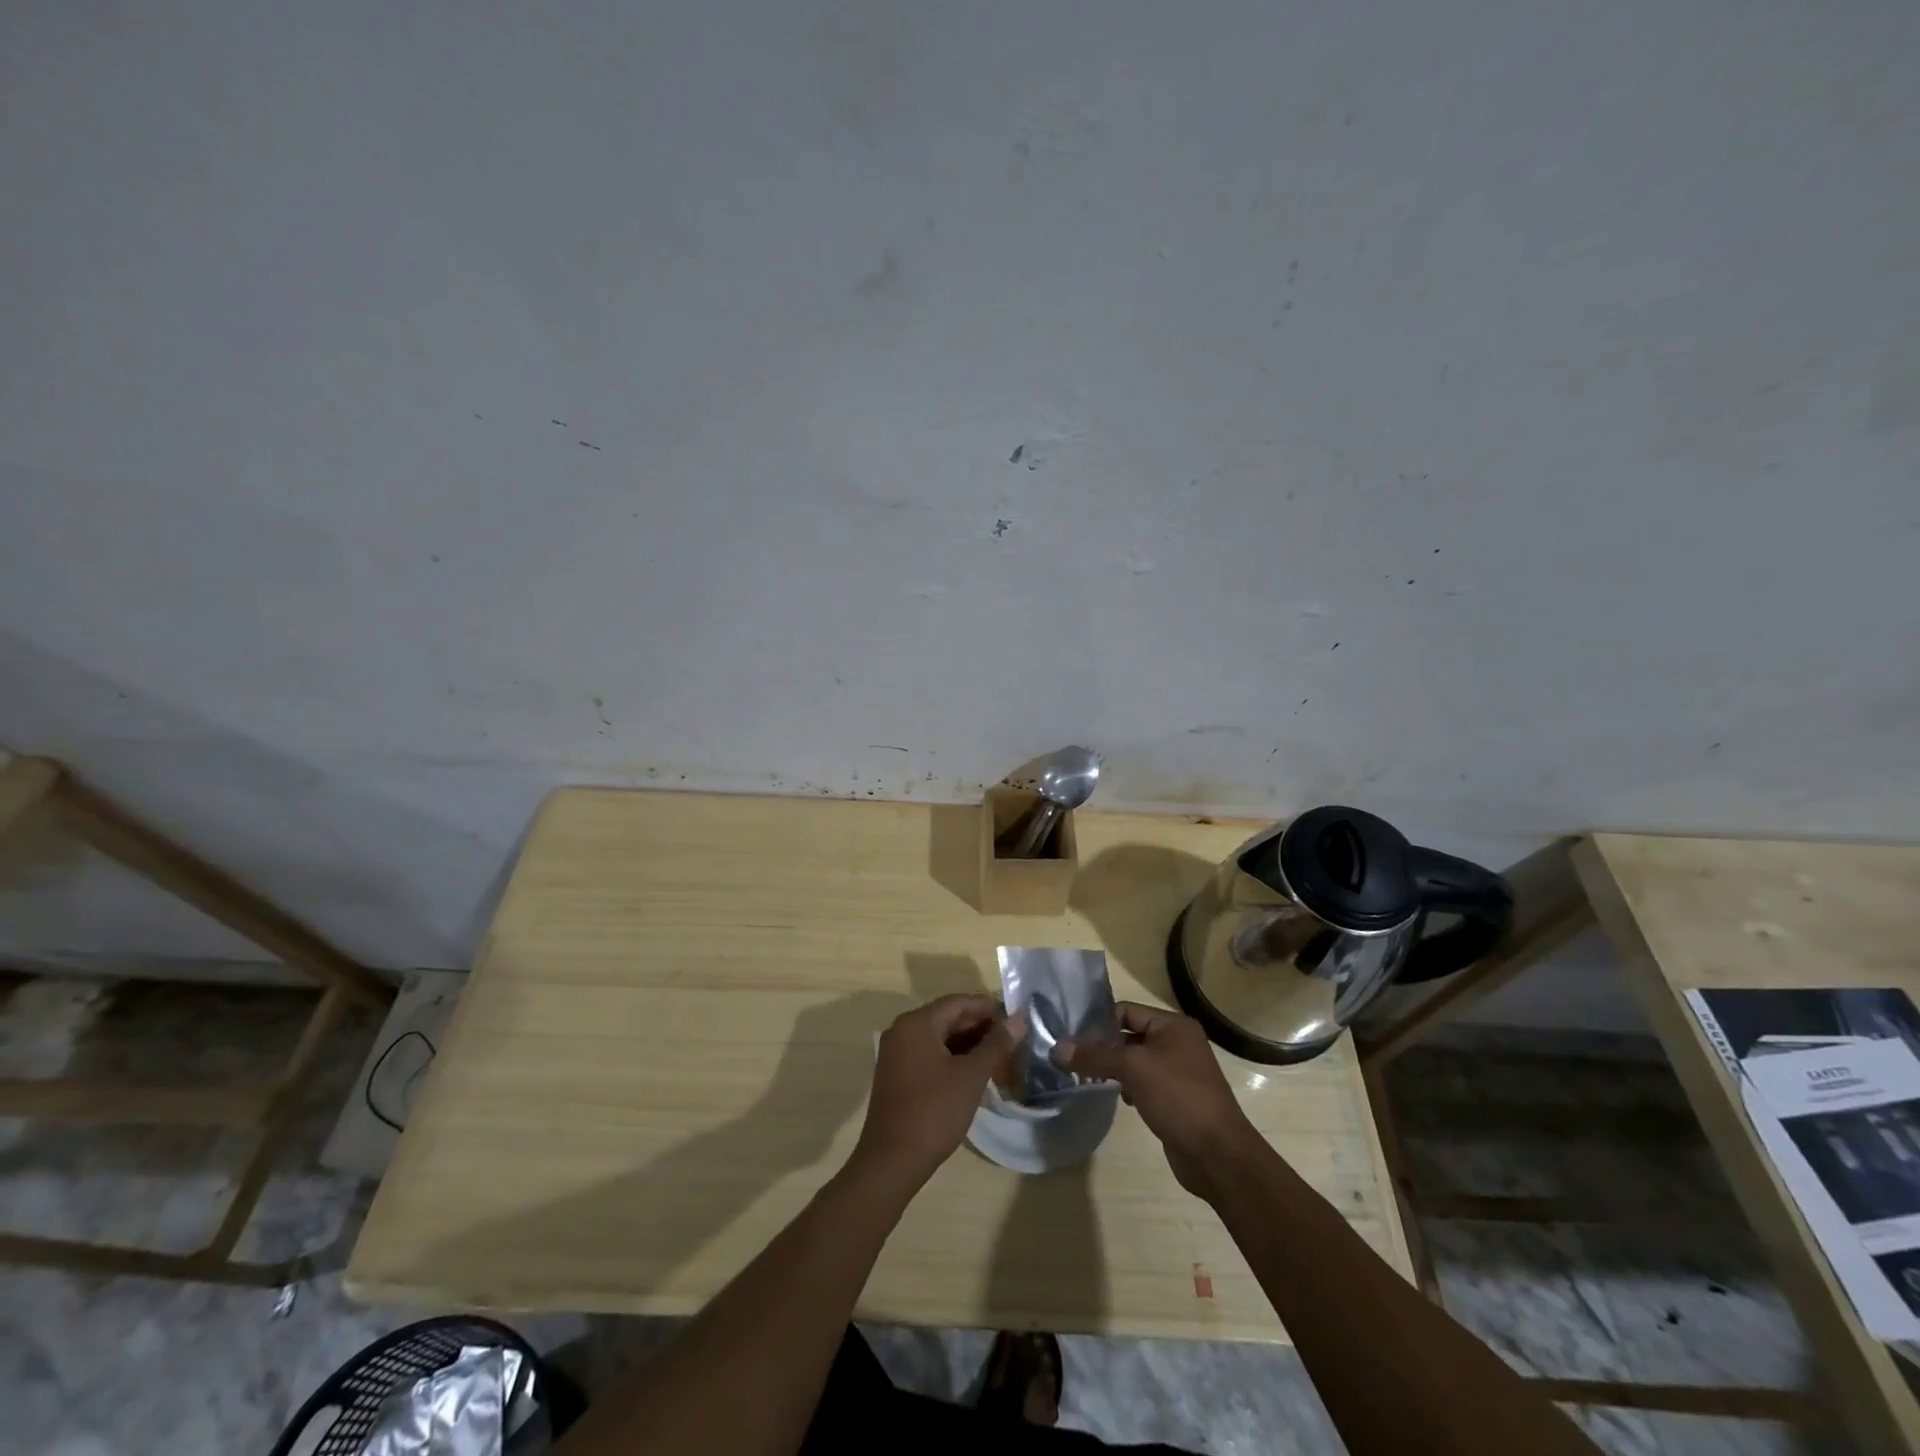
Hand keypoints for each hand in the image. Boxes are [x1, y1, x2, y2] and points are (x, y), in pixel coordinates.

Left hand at [851, 993, 1024, 1192]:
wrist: (892, 1161)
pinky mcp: (897, 1073)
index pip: (959, 1002)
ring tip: (999, 1057)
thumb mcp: (971, 1076)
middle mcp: (903, 1030)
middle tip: (1012, 1040)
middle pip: (948, 1018)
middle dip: (980, 1027)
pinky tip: (975, 1072)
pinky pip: (930, 1054)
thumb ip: (996, 1044)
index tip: (1016, 1018)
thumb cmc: (934, 1112)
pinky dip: (953, 1058)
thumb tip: (1019, 1019)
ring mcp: (897, 1053)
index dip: (989, 1008)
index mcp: (917, 1023)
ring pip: (940, 1037)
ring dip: (969, 1044)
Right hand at [1055, 1002, 1261, 1198]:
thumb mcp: (1133, 1069)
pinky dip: (1127, 1086)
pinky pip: (1143, 1082)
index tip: (1070, 1038)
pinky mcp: (1174, 1098)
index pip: (1125, 1011)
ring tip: (1086, 1078)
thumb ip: (1094, 1056)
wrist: (1218, 1156)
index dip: (1098, 1023)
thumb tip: (1057, 1048)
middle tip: (1071, 1059)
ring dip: (1112, 1068)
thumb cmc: (1179, 1098)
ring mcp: (1177, 1072)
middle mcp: (1177, 1043)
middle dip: (1102, 1047)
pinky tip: (1116, 1098)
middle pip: (1128, 1035)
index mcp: (1173, 1026)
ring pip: (1134, 1061)